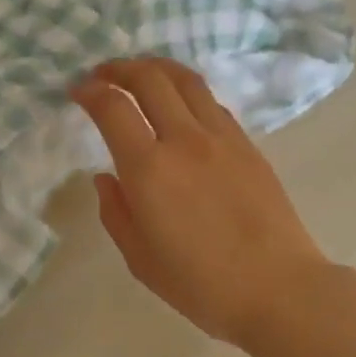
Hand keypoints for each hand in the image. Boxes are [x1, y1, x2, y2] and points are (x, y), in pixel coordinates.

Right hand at [72, 57, 332, 346]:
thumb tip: (104, 177)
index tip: (77, 90)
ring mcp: (222, 137)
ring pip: (186, 80)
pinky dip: (187, 91)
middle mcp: (185, 140)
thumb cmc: (203, 285)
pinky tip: (181, 105)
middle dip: (120, 68)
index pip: (113, 108)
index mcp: (150, 169)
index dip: (89, 91)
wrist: (278, 288)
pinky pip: (212, 103)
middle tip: (103, 73)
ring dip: (156, 68)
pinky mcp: (248, 144)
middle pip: (150, 79)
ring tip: (141, 72)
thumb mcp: (141, 260)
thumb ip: (116, 212)